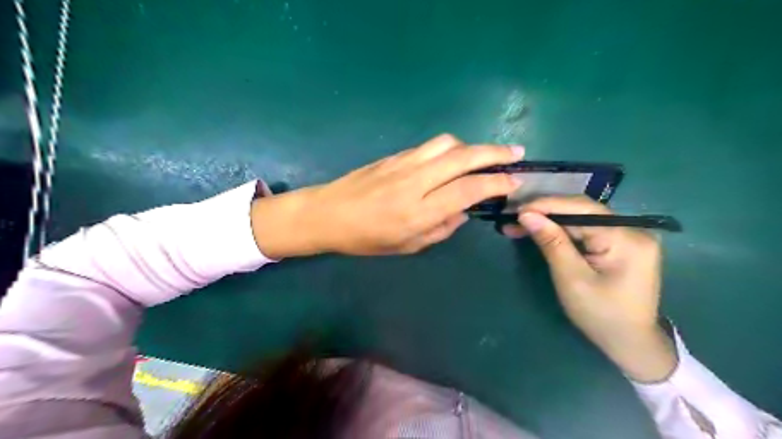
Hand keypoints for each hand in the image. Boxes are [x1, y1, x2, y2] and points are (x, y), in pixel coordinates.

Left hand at [253, 134, 520, 256]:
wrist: (327, 214)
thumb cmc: (366, 238)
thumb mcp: (407, 246)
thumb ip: (441, 229)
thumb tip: (464, 212)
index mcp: (419, 211)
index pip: (468, 189)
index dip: (497, 183)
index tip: (515, 181)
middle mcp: (415, 181)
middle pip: (463, 157)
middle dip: (494, 153)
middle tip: (515, 153)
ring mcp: (403, 163)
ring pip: (447, 144)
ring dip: (472, 146)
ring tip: (484, 156)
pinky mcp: (394, 155)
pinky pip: (429, 146)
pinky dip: (449, 148)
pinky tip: (453, 158)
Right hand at [508, 197, 677, 381]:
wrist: (631, 343)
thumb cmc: (600, 315)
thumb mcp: (571, 278)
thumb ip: (551, 242)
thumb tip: (527, 214)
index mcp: (626, 238)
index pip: (582, 208)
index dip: (547, 205)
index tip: (517, 209)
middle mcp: (633, 230)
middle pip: (582, 211)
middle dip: (546, 214)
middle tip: (514, 218)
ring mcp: (628, 236)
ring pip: (582, 220)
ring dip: (551, 222)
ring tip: (520, 225)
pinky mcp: (621, 244)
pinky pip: (587, 230)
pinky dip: (563, 231)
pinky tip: (542, 231)